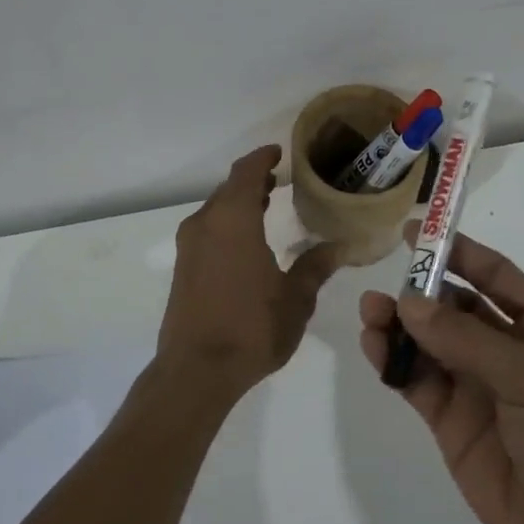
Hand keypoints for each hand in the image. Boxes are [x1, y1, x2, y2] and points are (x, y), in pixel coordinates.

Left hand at [157, 146, 341, 402]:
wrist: (196, 370)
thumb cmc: (252, 327)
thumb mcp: (295, 298)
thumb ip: (316, 266)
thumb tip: (341, 247)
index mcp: (233, 219)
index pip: (246, 172)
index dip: (262, 158)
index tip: (279, 152)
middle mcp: (205, 224)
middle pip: (228, 189)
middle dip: (253, 180)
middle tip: (279, 180)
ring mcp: (189, 246)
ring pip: (215, 210)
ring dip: (238, 202)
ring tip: (266, 204)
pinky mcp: (182, 268)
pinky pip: (207, 229)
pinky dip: (227, 223)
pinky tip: (245, 240)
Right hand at [359, 234, 523, 523]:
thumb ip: (469, 340)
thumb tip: (410, 303)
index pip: (495, 277)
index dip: (457, 251)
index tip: (415, 230)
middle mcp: (509, 352)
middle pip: (455, 308)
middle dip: (421, 292)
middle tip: (385, 283)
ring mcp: (478, 388)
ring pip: (430, 344)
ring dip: (400, 325)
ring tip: (371, 313)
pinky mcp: (452, 424)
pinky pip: (418, 382)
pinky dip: (394, 362)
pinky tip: (374, 346)